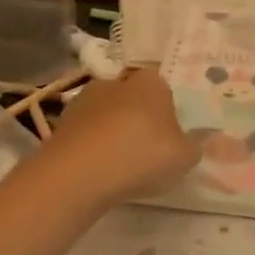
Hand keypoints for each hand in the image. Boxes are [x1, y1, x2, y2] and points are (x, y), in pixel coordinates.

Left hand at [38, 68, 197, 206]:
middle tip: (145, 151)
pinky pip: (84, 134)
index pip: (162, 88)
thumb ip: (192, 147)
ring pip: (105, 115)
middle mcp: (115, 82)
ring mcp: (84, 101)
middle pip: (131, 98)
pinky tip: (97, 171)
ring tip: (118, 166)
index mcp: (150, 83)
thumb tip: (193, 141)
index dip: (166, 111)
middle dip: (136, 119)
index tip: (168, 136)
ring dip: (111, 133)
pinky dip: (91, 147)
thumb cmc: (143, 155)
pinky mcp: (61, 123)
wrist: (80, 172)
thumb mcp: (184, 157)